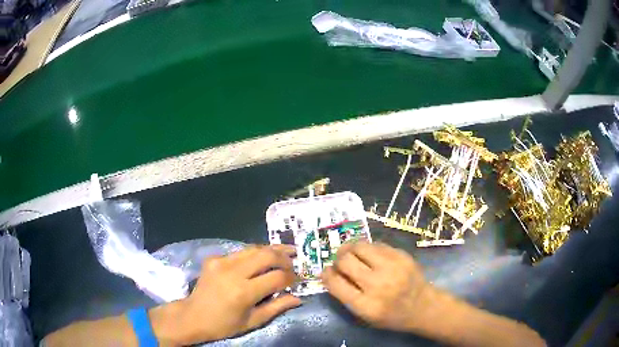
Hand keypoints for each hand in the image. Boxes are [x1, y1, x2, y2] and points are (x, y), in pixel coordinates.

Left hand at [152, 245, 301, 344]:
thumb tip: (298, 298)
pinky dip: (255, 254)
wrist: (194, 315)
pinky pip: (240, 252)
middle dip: (284, 257)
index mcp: (243, 292)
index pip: (277, 277)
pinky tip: (262, 258)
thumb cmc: (225, 324)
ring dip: (272, 250)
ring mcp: (221, 261)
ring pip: (254, 248)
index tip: (298, 280)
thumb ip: (277, 307)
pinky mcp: (214, 258)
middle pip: (266, 255)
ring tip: (286, 251)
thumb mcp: (253, 321)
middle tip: (295, 261)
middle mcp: (233, 272)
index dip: (291, 278)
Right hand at [321, 242, 429, 331]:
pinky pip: (376, 244)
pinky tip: (370, 255)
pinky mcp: (402, 256)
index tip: (325, 272)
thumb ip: (346, 297)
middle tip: (339, 262)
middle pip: (345, 261)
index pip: (335, 283)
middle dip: (337, 260)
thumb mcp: (365, 316)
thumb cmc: (391, 316)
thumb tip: (330, 273)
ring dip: (350, 249)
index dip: (326, 275)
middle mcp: (378, 285)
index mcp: (366, 305)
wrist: (423, 306)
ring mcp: (392, 267)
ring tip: (351, 254)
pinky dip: (368, 248)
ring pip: (359, 246)